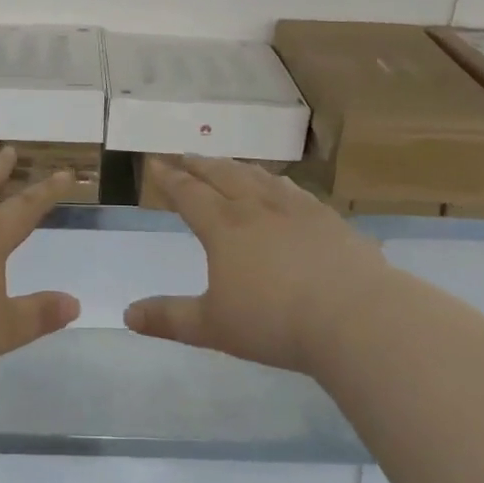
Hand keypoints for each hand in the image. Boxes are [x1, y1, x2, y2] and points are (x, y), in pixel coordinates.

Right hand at [126, 156, 385, 374]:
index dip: (169, 178)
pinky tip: (281, 185)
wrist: (356, 316)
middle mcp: (256, 207)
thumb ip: (169, 318)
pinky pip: (294, 189)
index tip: (155, 162)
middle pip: (221, 175)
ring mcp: (296, 208)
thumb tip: (127, 314)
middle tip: (184, 155)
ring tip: (226, 164)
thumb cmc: (276, 322)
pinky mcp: (328, 218)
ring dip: (235, 167)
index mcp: (223, 226)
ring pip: (258, 177)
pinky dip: (276, 181)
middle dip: (199, 165)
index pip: (189, 193)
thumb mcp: (214, 327)